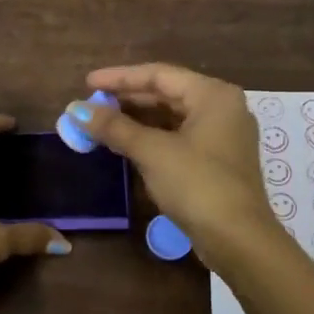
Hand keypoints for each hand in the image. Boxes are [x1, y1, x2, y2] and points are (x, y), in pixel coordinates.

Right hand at [64, 63, 277, 266]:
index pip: (159, 74)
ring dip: (136, 120)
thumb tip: (75, 110)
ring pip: (172, 117)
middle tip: (91, 104)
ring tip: (102, 122)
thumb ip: (114, 127)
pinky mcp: (217, 161)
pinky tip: (126, 144)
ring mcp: (222, 136)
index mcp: (213, 95)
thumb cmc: (197, 184)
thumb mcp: (152, 152)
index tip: (87, 82)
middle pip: (166, 93)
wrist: (237, 239)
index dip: (119, 77)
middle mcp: (222, 108)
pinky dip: (151, 138)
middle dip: (126, 99)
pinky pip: (178, 137)